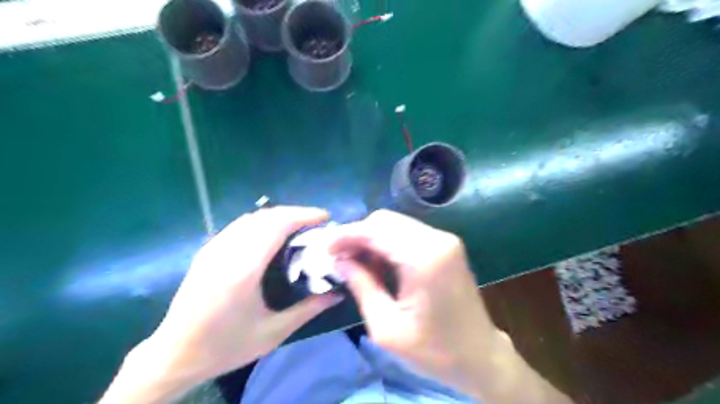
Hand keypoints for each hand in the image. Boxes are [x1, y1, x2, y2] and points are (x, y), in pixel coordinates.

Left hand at [123, 206, 340, 389]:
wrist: (174, 354)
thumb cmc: (226, 346)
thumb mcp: (273, 332)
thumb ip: (308, 309)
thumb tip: (338, 293)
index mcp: (243, 270)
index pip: (276, 225)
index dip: (303, 215)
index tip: (324, 217)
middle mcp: (226, 251)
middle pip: (266, 216)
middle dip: (295, 213)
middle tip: (316, 224)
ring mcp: (213, 248)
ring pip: (252, 218)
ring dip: (278, 216)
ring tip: (298, 227)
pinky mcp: (207, 250)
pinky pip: (240, 225)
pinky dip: (262, 222)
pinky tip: (272, 235)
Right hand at [327, 210, 496, 395]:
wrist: (479, 354)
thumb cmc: (433, 349)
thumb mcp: (386, 327)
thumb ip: (361, 286)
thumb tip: (339, 261)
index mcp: (424, 258)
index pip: (375, 230)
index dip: (346, 235)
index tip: (325, 248)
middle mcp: (436, 239)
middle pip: (384, 220)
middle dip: (358, 235)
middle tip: (340, 259)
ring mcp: (444, 239)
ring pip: (395, 224)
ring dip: (371, 239)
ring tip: (357, 265)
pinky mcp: (445, 245)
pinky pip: (407, 233)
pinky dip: (387, 243)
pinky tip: (379, 264)